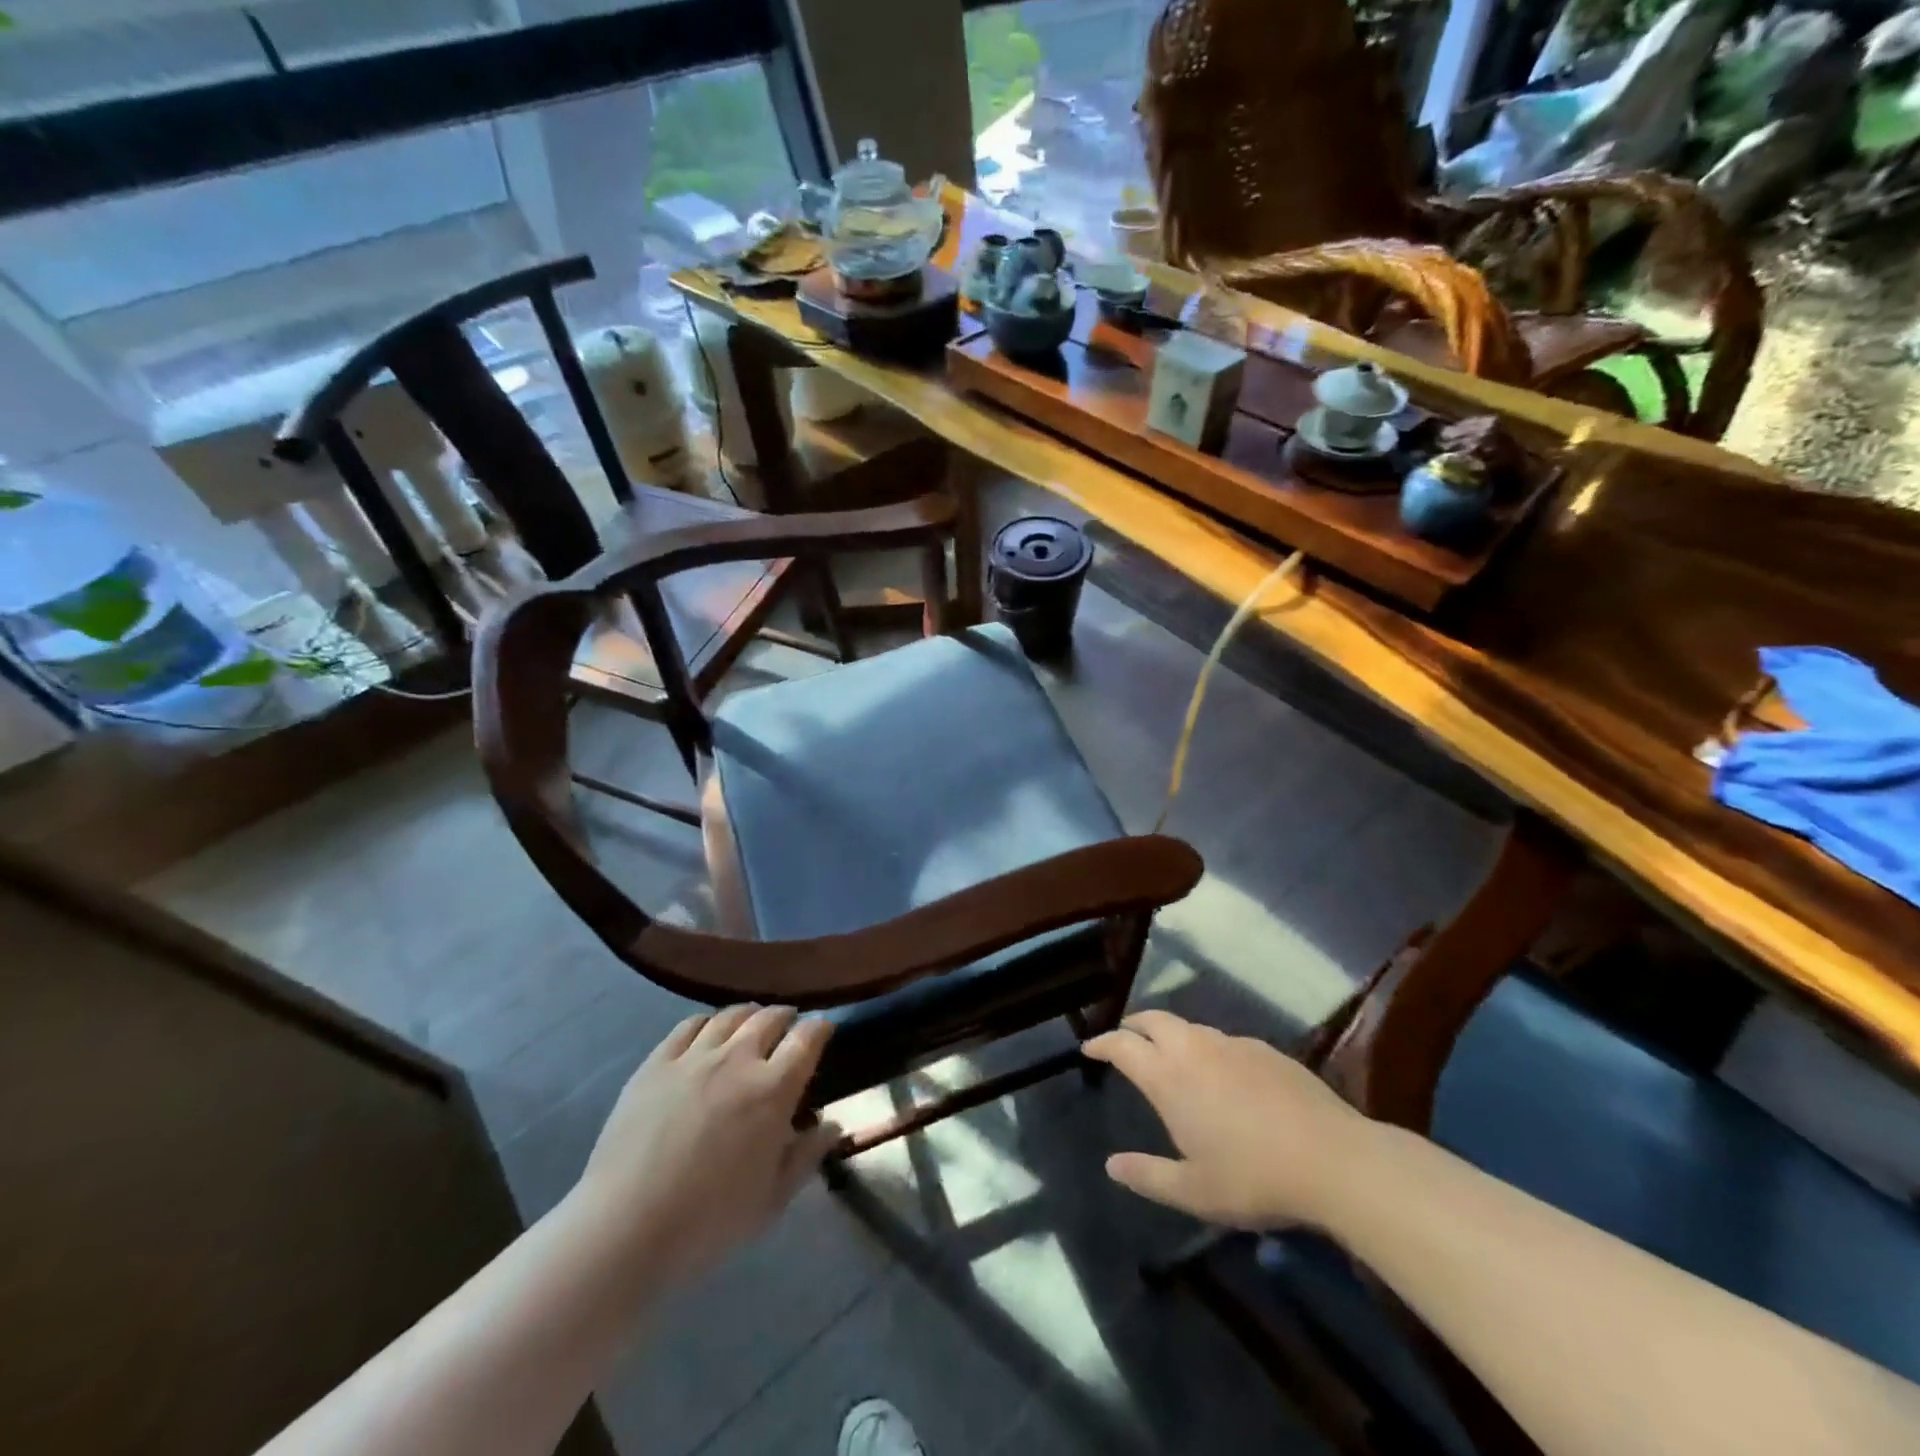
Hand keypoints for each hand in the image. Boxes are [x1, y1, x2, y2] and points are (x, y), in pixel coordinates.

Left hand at [572, 1005, 840, 1280]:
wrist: (625, 1228)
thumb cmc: (708, 1221)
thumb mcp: (772, 1200)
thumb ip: (807, 1156)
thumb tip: (833, 1126)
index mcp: (773, 1090)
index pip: (807, 1039)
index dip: (820, 1028)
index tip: (824, 1029)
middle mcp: (737, 1060)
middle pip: (769, 1018)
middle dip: (786, 1017)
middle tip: (790, 1025)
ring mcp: (693, 1057)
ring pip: (730, 1016)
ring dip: (749, 1014)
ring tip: (752, 1020)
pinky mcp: (656, 1063)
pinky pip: (688, 1026)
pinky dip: (707, 1022)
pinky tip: (708, 1031)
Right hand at [1084, 1010, 1370, 1229]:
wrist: (1333, 1159)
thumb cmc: (1254, 1178)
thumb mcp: (1194, 1191)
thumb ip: (1149, 1176)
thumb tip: (1112, 1165)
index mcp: (1169, 1078)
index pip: (1123, 1046)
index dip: (1102, 1043)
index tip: (1089, 1047)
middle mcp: (1195, 1049)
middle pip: (1153, 1019)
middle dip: (1133, 1025)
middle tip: (1125, 1037)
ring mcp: (1233, 1044)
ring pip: (1189, 1026)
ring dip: (1170, 1033)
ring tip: (1169, 1052)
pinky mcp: (1266, 1050)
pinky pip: (1223, 1039)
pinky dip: (1206, 1046)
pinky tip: (1221, 1071)